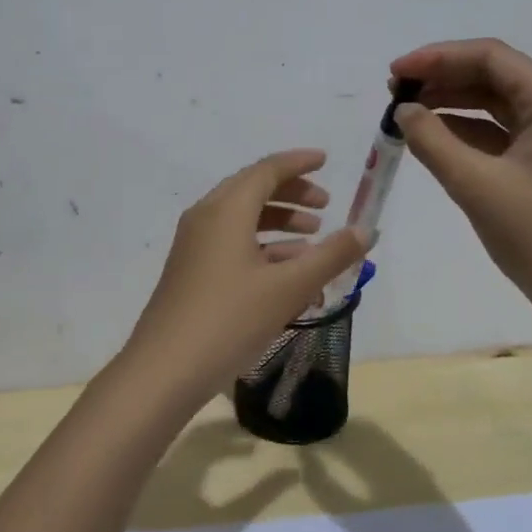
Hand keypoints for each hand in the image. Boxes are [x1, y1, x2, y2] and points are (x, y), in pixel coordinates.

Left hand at [118, 149, 370, 409]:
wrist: (165, 370)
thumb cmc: (229, 320)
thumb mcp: (288, 288)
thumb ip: (331, 256)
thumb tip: (366, 231)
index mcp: (226, 210)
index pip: (266, 170)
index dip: (299, 163)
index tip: (327, 161)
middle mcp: (206, 218)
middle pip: (253, 190)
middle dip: (292, 193)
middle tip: (326, 207)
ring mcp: (194, 246)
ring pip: (242, 220)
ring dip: (279, 223)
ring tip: (312, 241)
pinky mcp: (191, 271)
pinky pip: (232, 244)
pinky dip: (262, 248)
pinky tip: (287, 274)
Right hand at [389, 39, 531, 334]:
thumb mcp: (477, 187)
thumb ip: (433, 141)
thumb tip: (403, 110)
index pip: (491, 58)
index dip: (438, 57)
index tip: (396, 73)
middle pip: (494, 75)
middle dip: (443, 77)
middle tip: (394, 91)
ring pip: (496, 103)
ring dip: (452, 102)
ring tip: (406, 111)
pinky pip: (501, 132)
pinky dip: (466, 130)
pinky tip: (433, 137)